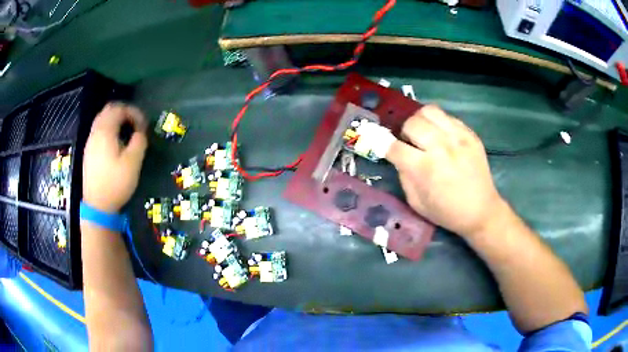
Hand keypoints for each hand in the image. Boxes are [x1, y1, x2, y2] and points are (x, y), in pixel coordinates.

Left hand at [83, 103, 147, 212]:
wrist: (97, 206)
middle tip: (135, 123)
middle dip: (124, 112)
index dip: (134, 112)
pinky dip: (108, 129)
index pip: (120, 109)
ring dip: (115, 120)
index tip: (143, 125)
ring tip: (126, 132)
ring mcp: (90, 142)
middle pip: (108, 110)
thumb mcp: (133, 163)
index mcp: (105, 131)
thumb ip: (139, 142)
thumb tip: (140, 132)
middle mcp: (95, 132)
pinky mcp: (88, 152)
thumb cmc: (115, 183)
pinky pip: (98, 130)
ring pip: (102, 119)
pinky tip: (115, 142)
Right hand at [386, 105, 506, 238]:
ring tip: (425, 134)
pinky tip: (442, 136)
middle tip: (411, 143)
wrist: (481, 210)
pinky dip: (439, 123)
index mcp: (424, 168)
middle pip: (411, 123)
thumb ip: (404, 176)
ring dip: (421, 121)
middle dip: (405, 132)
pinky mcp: (470, 134)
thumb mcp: (416, 202)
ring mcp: (458, 137)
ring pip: (429, 111)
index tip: (387, 149)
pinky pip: (447, 116)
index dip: (386, 146)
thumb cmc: (447, 212)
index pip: (395, 147)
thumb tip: (399, 156)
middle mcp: (440, 147)